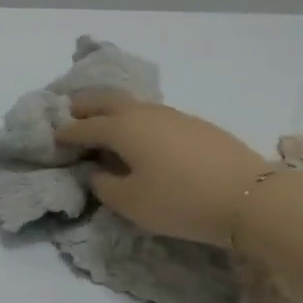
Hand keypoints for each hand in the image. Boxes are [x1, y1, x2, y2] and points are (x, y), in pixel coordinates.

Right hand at [53, 91, 270, 245]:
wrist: (250, 198)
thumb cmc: (180, 201)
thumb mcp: (131, 202)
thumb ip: (104, 185)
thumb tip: (96, 171)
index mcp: (122, 128)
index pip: (84, 127)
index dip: (66, 133)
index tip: (52, 138)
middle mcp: (144, 113)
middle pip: (106, 100)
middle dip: (84, 105)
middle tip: (69, 113)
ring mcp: (173, 115)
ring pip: (132, 104)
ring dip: (111, 109)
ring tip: (102, 122)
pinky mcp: (195, 125)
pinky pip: (153, 114)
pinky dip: (135, 119)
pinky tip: (140, 135)